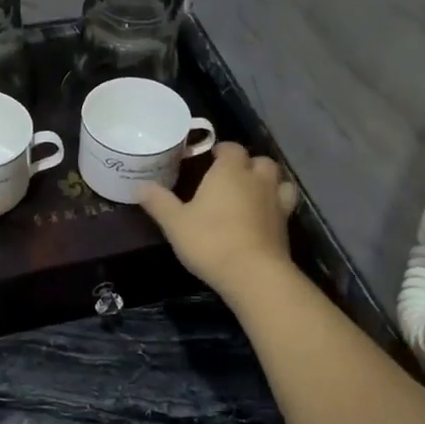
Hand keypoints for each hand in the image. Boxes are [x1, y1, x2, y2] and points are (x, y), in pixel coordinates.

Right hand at [139, 143, 298, 295]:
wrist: (254, 275)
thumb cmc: (211, 241)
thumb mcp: (175, 223)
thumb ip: (158, 202)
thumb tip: (138, 185)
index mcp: (229, 172)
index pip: (231, 148)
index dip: (222, 150)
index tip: (210, 158)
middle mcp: (256, 180)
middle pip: (260, 161)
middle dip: (248, 164)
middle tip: (231, 177)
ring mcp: (276, 202)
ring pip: (279, 180)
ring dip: (268, 182)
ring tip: (254, 192)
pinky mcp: (286, 225)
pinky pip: (284, 204)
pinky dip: (276, 205)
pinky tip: (264, 216)